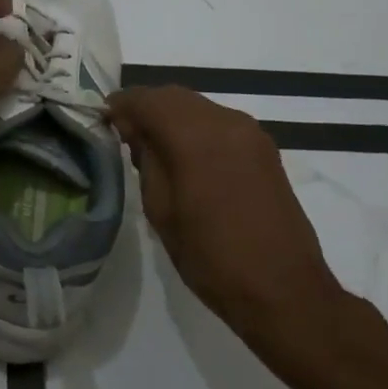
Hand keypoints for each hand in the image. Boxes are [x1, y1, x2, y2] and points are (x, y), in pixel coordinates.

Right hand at [107, 86, 348, 368]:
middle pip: (174, 96)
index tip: (103, 121)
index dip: (121, 105)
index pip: (147, 100)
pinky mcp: (264, 149)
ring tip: (152, 147)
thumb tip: (133, 130)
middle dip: (145, 107)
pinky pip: (218, 122)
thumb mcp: (161, 210)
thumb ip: (145, 160)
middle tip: (124, 135)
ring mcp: (250, 133)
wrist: (284, 292)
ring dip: (171, 116)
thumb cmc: (211, 257)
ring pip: (197, 106)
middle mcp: (226, 122)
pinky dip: (195, 127)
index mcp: (196, 136)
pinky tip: (185, 156)